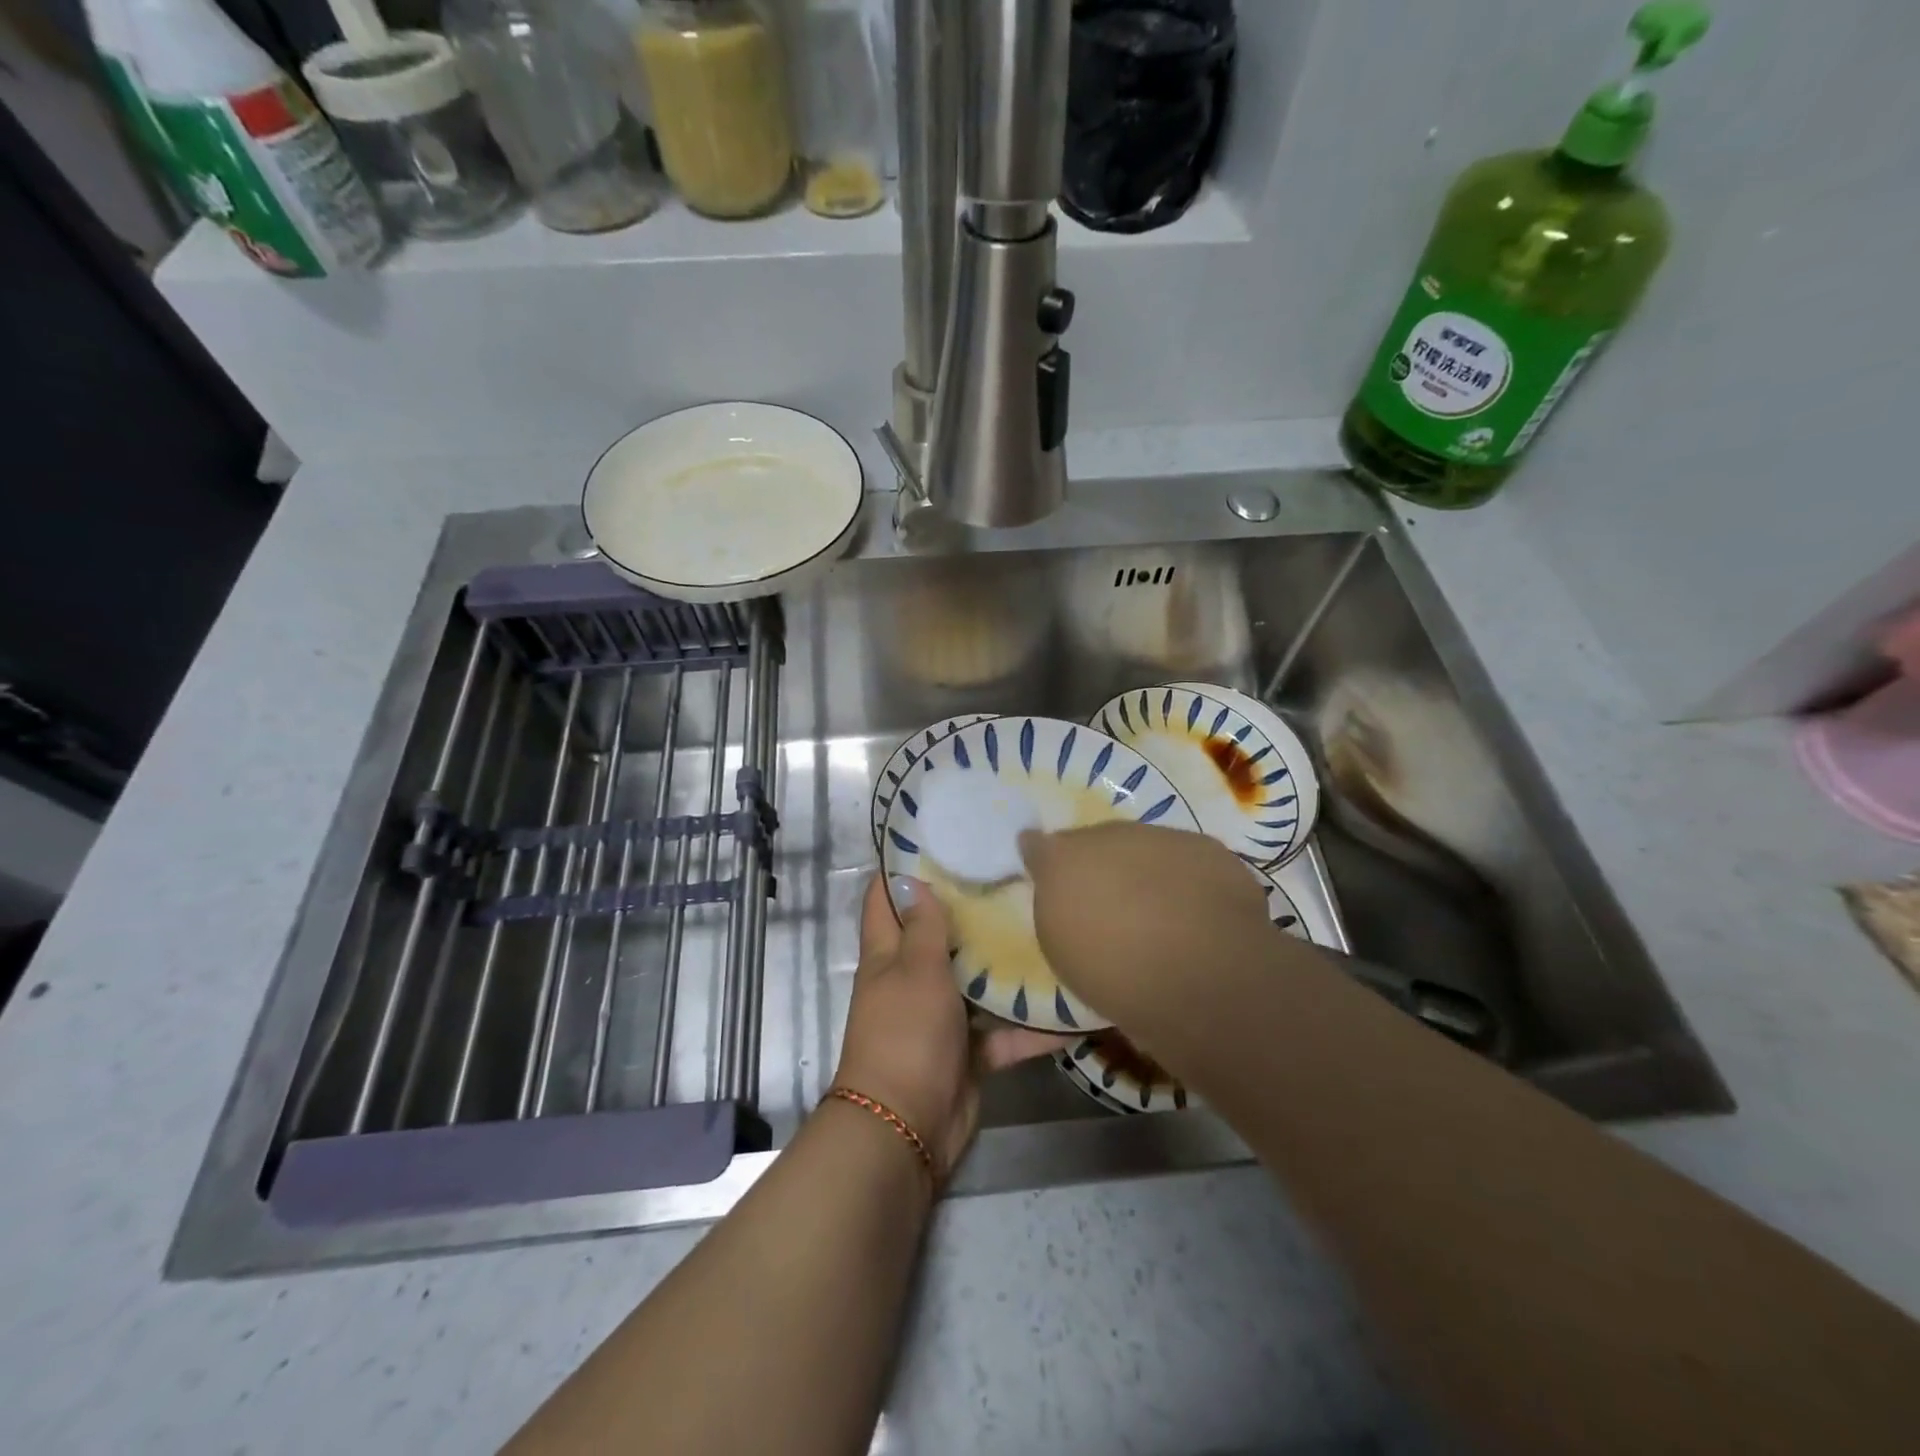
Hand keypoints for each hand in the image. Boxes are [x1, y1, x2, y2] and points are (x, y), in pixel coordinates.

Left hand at [831, 874, 1065, 1178]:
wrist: (907, 1126)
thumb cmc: (905, 1033)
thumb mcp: (914, 970)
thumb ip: (922, 928)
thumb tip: (913, 881)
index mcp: (888, 955)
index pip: (885, 900)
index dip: (901, 869)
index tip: (939, 840)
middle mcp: (913, 980)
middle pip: (939, 936)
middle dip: (970, 910)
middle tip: (1013, 875)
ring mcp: (943, 1017)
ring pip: (978, 982)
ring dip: (1007, 966)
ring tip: (1050, 927)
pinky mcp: (971, 1052)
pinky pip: (1006, 1033)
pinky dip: (1034, 1028)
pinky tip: (1074, 1010)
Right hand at [1019, 822, 1272, 1022]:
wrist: (1202, 973)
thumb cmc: (1115, 972)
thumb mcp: (1063, 951)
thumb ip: (1057, 908)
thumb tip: (1058, 886)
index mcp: (1062, 859)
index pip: (1041, 846)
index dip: (1044, 859)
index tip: (1046, 874)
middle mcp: (1108, 836)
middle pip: (1096, 842)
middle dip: (1098, 864)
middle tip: (1107, 901)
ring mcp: (1160, 837)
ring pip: (1144, 846)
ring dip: (1144, 868)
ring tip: (1156, 910)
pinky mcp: (1209, 850)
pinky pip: (1188, 859)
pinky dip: (1186, 878)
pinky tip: (1195, 910)